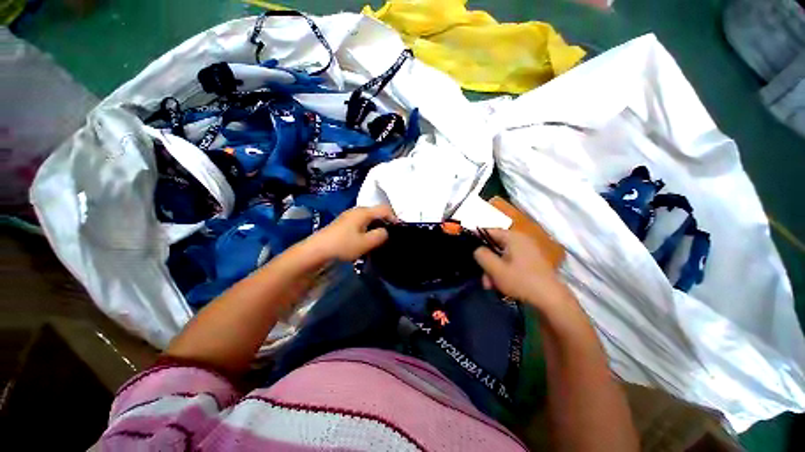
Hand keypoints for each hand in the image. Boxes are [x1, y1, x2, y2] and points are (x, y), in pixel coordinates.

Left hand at [313, 205, 396, 261]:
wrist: (317, 250)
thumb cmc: (343, 245)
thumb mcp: (365, 243)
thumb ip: (380, 235)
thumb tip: (385, 231)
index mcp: (364, 212)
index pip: (385, 209)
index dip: (394, 217)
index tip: (399, 229)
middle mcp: (357, 210)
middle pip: (377, 212)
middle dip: (386, 222)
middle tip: (391, 234)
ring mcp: (349, 215)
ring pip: (369, 217)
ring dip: (376, 226)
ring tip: (380, 237)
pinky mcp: (344, 222)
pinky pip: (362, 222)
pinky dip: (368, 228)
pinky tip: (367, 238)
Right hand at [474, 229, 566, 310]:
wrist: (552, 300)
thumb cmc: (521, 281)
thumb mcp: (495, 269)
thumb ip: (481, 255)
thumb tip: (476, 249)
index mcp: (513, 237)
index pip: (488, 231)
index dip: (476, 239)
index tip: (467, 250)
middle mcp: (521, 240)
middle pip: (495, 246)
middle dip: (487, 263)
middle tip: (484, 279)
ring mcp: (528, 251)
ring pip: (502, 256)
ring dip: (494, 270)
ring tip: (492, 286)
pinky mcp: (532, 262)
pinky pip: (512, 262)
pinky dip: (504, 271)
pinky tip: (502, 285)